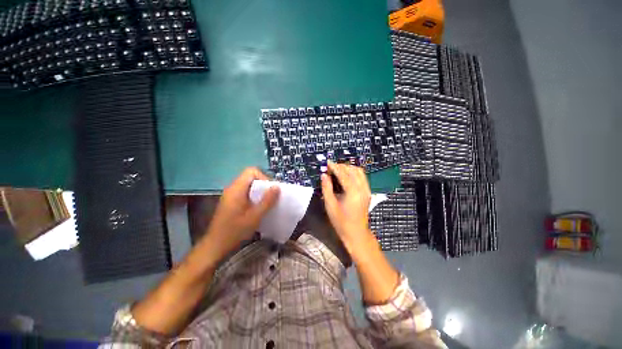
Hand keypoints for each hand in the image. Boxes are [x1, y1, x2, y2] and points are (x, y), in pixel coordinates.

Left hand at [205, 167, 279, 258]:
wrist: (215, 246)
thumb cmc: (235, 231)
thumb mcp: (255, 216)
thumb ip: (267, 201)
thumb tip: (277, 187)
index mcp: (237, 189)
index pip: (251, 171)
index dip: (263, 177)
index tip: (270, 190)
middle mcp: (232, 189)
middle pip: (250, 178)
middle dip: (263, 185)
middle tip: (271, 197)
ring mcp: (230, 195)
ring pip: (248, 186)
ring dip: (259, 192)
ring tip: (266, 203)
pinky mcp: (231, 202)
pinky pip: (245, 193)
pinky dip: (254, 197)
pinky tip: (257, 209)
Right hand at [321, 161, 372, 250]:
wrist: (356, 234)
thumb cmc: (341, 222)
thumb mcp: (330, 205)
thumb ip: (327, 188)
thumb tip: (324, 175)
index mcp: (353, 192)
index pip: (343, 174)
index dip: (334, 167)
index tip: (327, 162)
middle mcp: (362, 188)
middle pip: (353, 170)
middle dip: (341, 166)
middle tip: (330, 168)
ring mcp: (366, 190)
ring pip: (359, 172)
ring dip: (348, 168)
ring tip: (337, 170)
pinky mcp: (367, 192)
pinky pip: (362, 177)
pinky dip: (354, 173)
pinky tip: (346, 176)